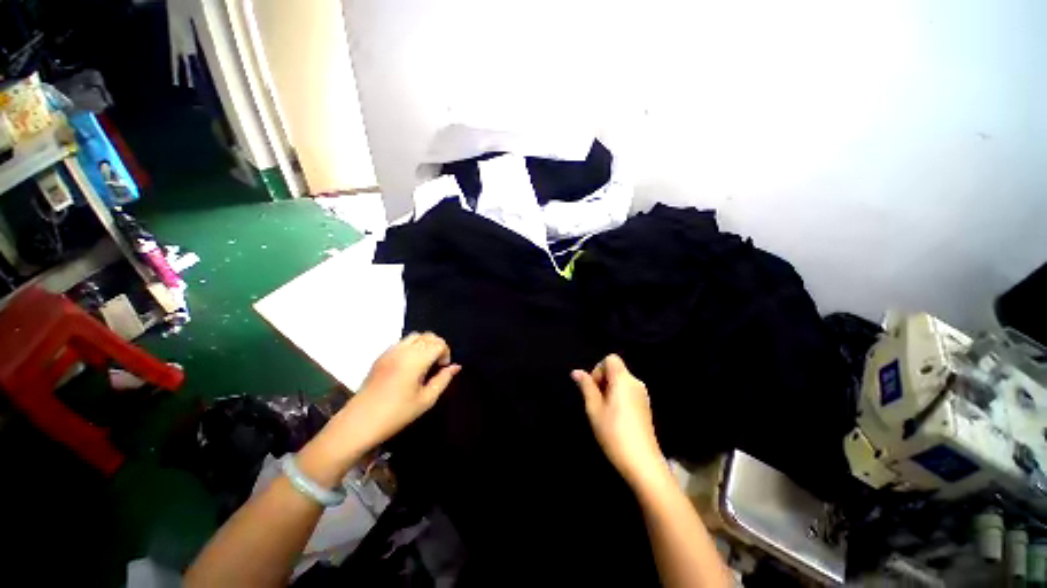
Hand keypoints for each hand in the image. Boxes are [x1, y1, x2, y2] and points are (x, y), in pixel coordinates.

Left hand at [341, 332, 460, 448]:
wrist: (360, 422)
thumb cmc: (397, 414)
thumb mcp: (426, 400)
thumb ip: (443, 379)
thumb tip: (455, 367)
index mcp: (415, 360)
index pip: (439, 343)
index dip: (446, 353)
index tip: (443, 369)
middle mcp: (403, 350)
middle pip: (428, 336)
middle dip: (437, 346)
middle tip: (436, 365)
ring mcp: (390, 351)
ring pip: (415, 336)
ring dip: (424, 345)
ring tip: (424, 364)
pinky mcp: (381, 356)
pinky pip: (402, 342)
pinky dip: (412, 347)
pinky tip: (410, 366)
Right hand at [572, 354, 666, 487]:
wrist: (642, 463)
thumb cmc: (614, 432)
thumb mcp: (594, 408)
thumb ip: (586, 387)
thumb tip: (576, 372)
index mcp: (623, 379)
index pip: (610, 359)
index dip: (598, 369)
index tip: (594, 389)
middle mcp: (636, 382)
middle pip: (616, 369)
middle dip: (602, 380)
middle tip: (595, 402)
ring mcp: (643, 395)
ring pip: (621, 381)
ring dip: (610, 390)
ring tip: (604, 412)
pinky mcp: (646, 407)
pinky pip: (628, 392)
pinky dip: (619, 397)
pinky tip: (615, 418)